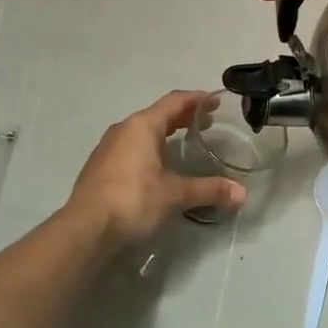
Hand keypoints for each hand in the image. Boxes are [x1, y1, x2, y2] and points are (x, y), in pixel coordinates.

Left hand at [65, 90, 245, 248]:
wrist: (85, 228)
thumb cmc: (133, 200)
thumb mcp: (175, 195)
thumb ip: (208, 190)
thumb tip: (242, 194)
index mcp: (142, 126)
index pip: (175, 101)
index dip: (197, 99)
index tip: (216, 102)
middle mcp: (124, 129)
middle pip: (158, 114)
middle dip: (184, 116)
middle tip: (207, 122)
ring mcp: (108, 146)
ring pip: (143, 130)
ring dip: (165, 132)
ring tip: (184, 142)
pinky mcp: (100, 165)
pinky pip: (131, 146)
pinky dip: (150, 147)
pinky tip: (158, 165)